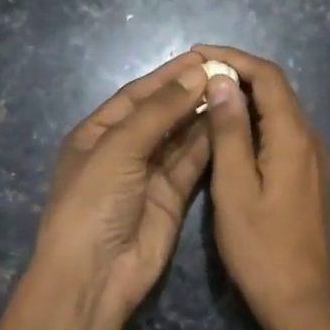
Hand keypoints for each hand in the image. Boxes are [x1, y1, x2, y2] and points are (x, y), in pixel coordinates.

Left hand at [33, 51, 211, 320]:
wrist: (95, 273)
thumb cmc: (94, 201)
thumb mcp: (119, 148)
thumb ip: (159, 110)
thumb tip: (197, 73)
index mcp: (97, 133)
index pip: (137, 95)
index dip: (168, 75)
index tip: (204, 56)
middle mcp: (123, 150)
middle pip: (161, 114)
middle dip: (190, 93)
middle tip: (228, 73)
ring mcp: (148, 175)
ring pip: (180, 138)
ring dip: (203, 116)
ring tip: (235, 92)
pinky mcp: (172, 198)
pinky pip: (192, 164)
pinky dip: (210, 145)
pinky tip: (231, 124)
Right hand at [192, 45, 329, 329]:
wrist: (301, 299)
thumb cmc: (260, 248)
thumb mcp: (234, 188)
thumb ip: (229, 132)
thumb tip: (221, 82)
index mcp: (293, 137)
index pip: (267, 76)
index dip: (233, 58)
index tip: (197, 53)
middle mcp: (310, 139)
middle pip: (277, 89)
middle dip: (238, 73)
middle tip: (195, 73)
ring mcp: (313, 159)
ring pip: (279, 111)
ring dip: (245, 97)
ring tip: (204, 96)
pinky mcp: (308, 176)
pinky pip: (282, 133)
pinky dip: (255, 121)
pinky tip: (228, 131)